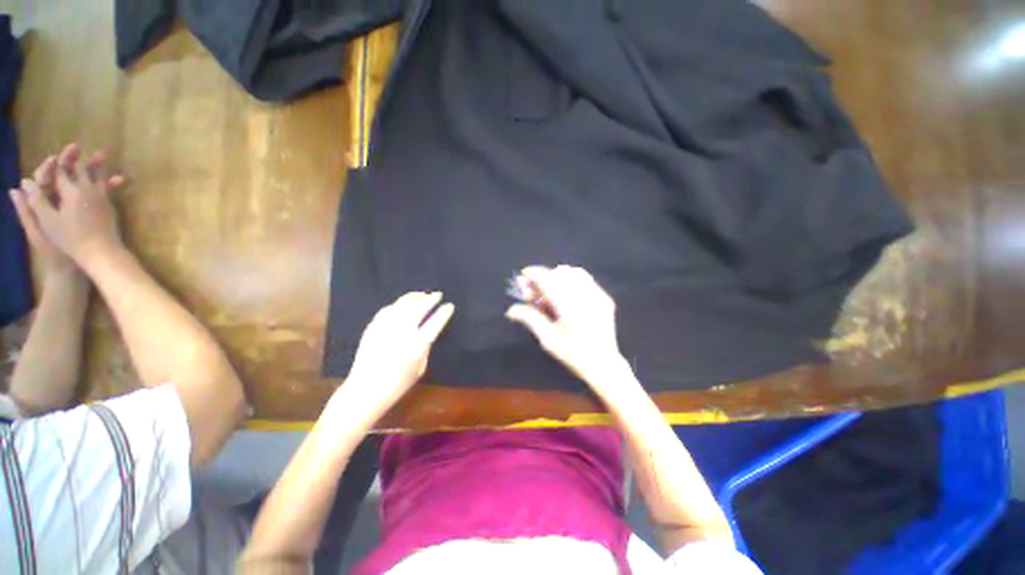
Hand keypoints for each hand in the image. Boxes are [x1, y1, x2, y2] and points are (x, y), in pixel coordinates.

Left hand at [10, 143, 125, 273]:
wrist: (74, 271)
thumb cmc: (55, 253)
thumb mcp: (37, 232)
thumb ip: (27, 210)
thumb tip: (19, 186)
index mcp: (43, 205)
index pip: (45, 178)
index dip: (54, 165)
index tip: (67, 153)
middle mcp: (58, 203)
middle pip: (65, 177)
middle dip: (76, 163)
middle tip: (87, 150)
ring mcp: (77, 208)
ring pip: (84, 184)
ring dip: (95, 171)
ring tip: (107, 160)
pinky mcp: (94, 214)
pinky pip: (101, 196)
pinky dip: (108, 187)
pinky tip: (120, 181)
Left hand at [344, 292, 454, 413]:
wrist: (365, 391)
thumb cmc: (397, 385)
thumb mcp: (420, 369)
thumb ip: (425, 348)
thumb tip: (428, 332)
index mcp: (416, 346)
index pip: (434, 323)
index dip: (444, 313)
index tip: (449, 305)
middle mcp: (401, 333)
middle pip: (418, 309)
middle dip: (430, 299)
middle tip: (438, 295)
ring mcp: (385, 329)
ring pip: (402, 305)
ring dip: (414, 297)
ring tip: (422, 294)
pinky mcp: (372, 328)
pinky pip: (387, 310)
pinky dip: (397, 304)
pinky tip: (403, 303)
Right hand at [506, 265, 625, 384]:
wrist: (604, 364)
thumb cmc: (573, 354)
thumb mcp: (548, 339)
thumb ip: (530, 319)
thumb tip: (511, 310)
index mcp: (569, 306)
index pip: (548, 280)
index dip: (534, 274)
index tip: (524, 275)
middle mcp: (585, 296)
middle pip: (559, 274)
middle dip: (544, 278)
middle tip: (535, 293)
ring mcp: (598, 295)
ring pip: (574, 273)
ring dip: (558, 278)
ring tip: (550, 293)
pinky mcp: (604, 298)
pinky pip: (585, 280)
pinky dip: (571, 281)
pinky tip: (566, 295)